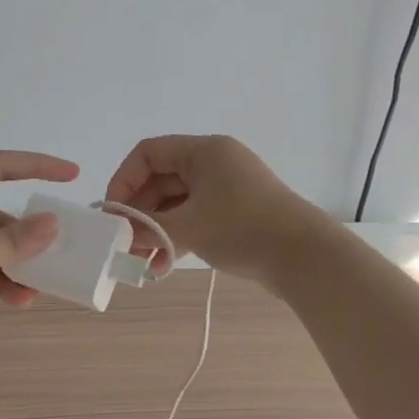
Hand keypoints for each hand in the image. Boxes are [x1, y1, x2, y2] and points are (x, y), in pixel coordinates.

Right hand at [105, 134, 321, 280]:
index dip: (123, 181)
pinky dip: (177, 237)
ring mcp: (226, 188)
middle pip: (160, 180)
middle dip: (139, 213)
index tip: (113, 214)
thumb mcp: (186, 228)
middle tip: (123, 243)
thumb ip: (146, 226)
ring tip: (141, 262)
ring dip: (156, 230)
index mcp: (203, 152)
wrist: (305, 258)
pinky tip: (163, 266)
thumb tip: (117, 229)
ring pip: (176, 203)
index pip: (147, 153)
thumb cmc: (242, 229)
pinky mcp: (235, 212)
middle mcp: (214, 163)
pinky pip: (195, 217)